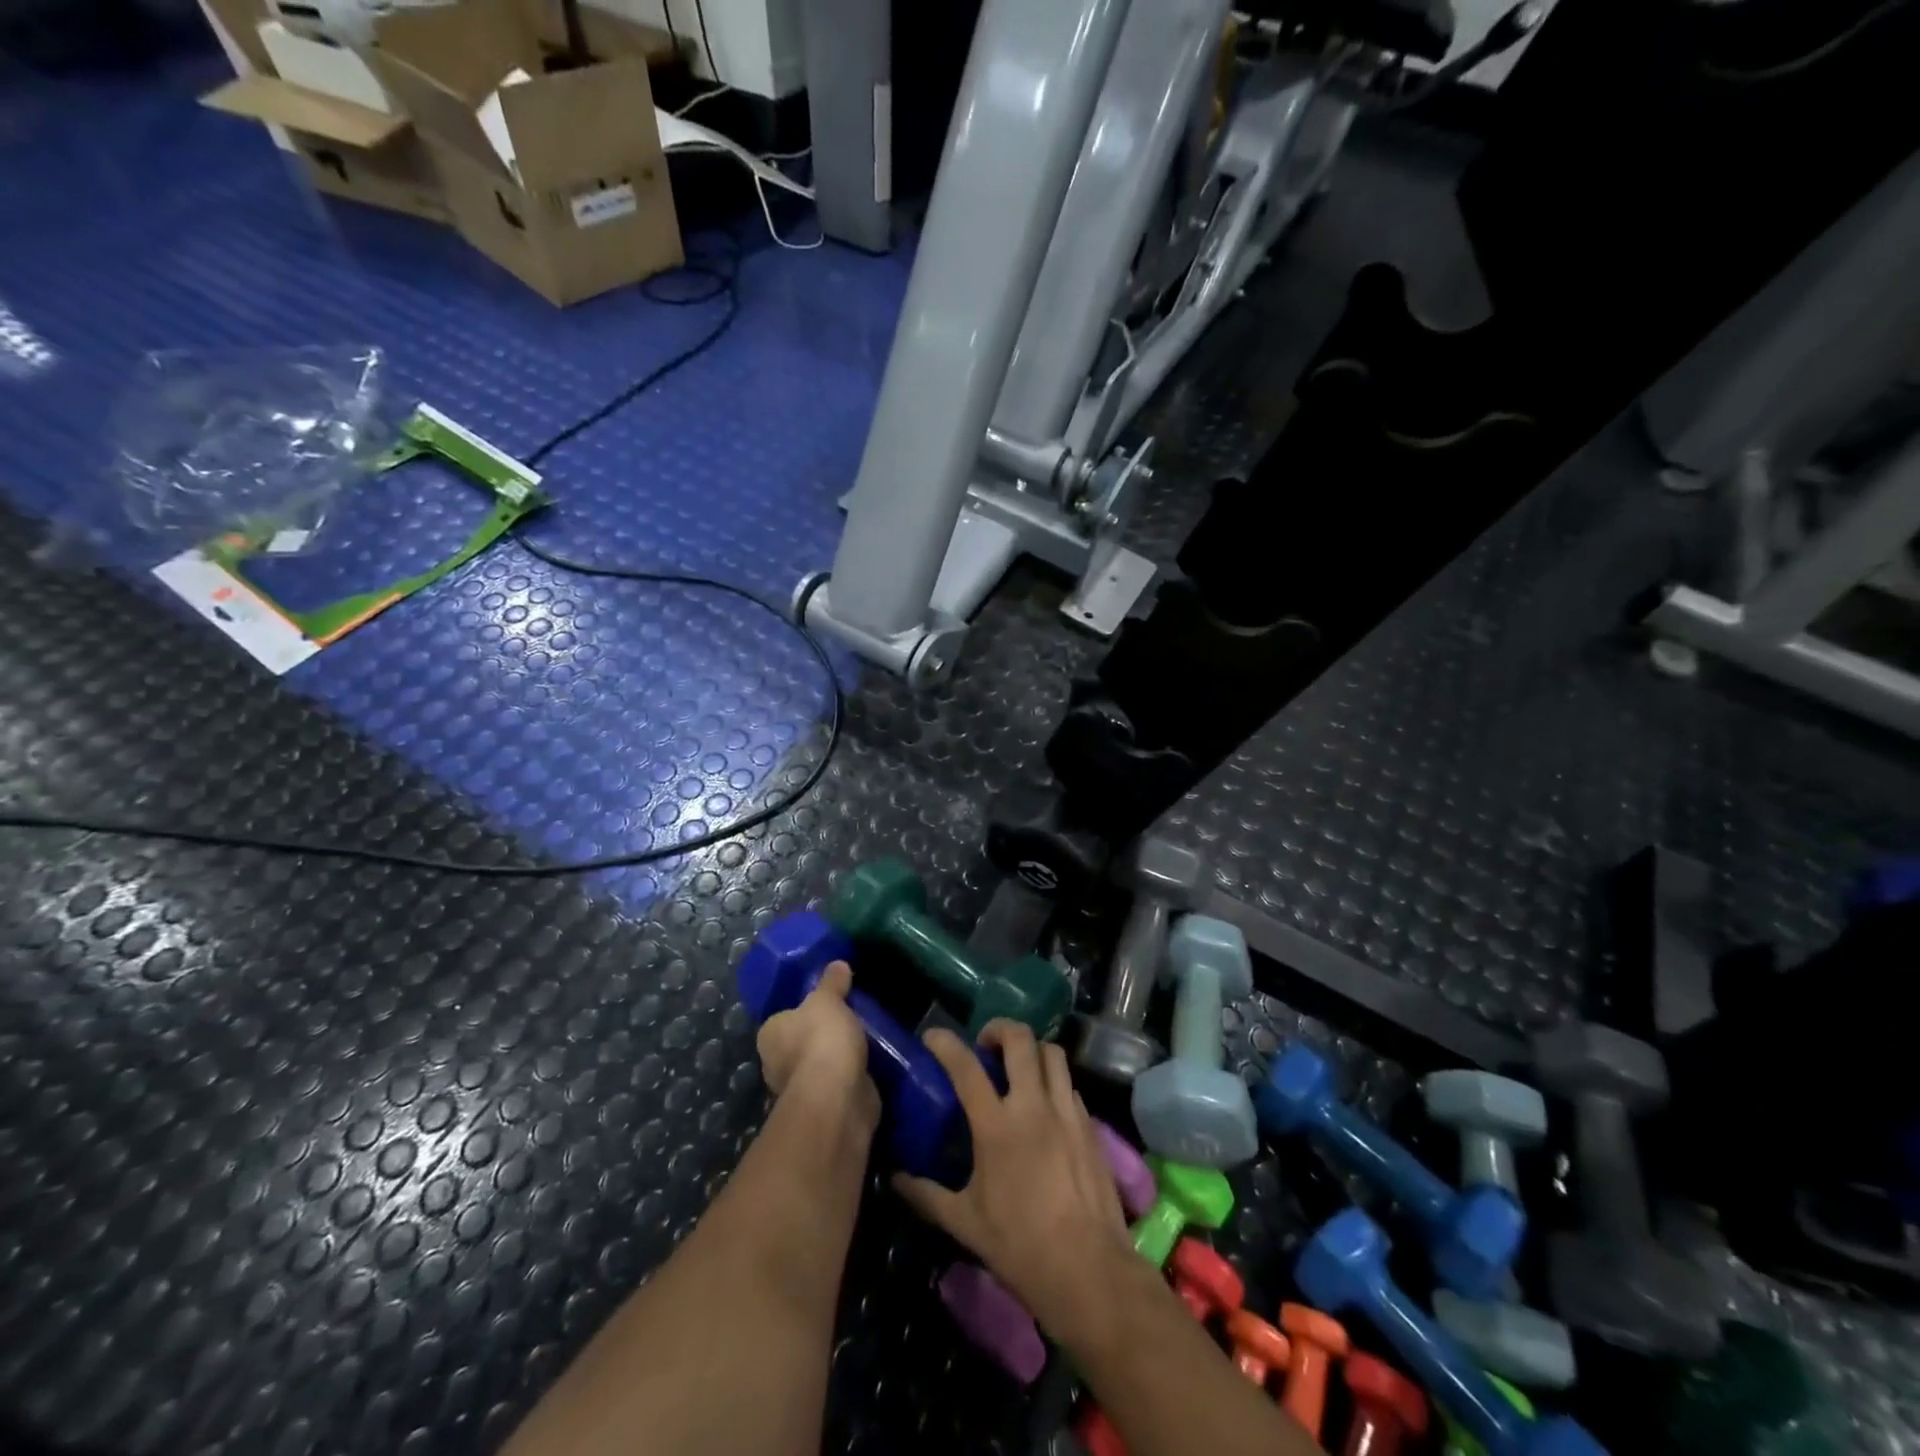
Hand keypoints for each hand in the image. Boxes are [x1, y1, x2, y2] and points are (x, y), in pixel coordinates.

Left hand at [755, 962, 878, 1130]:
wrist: (838, 1096)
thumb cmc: (822, 1039)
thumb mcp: (828, 999)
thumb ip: (832, 982)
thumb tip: (837, 964)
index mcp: (770, 1034)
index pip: (785, 1018)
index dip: (804, 1010)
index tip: (828, 1004)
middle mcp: (777, 1063)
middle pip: (801, 1042)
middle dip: (822, 1035)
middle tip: (850, 1018)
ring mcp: (800, 1088)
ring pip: (821, 1064)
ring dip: (838, 1057)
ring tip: (866, 1039)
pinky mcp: (825, 1107)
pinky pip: (839, 1083)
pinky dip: (851, 1076)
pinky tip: (870, 1064)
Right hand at [892, 1021, 1132, 1341]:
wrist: (1089, 1270)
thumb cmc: (1020, 1247)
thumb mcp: (965, 1223)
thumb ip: (927, 1195)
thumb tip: (895, 1178)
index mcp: (997, 1126)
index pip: (966, 1067)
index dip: (946, 1043)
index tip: (933, 1035)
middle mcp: (1033, 1106)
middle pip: (1020, 1039)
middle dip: (999, 1028)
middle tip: (985, 1046)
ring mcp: (1067, 1112)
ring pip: (1053, 1053)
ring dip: (1032, 1050)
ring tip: (1019, 1067)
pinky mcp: (1090, 1125)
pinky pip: (1070, 1084)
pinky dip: (1053, 1082)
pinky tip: (1045, 1106)